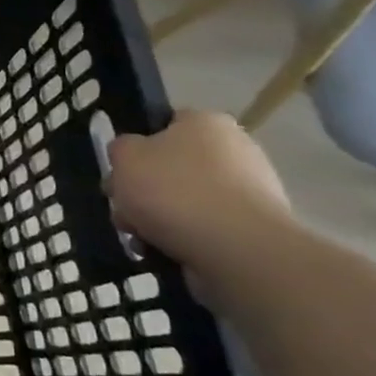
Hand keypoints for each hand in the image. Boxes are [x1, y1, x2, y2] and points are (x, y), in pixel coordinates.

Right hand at [106, 110, 296, 301]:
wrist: (238, 250)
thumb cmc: (175, 191)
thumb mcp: (125, 157)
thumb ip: (120, 149)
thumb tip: (131, 155)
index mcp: (206, 122)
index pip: (165, 124)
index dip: (137, 147)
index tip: (121, 171)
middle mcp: (235, 150)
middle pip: (173, 167)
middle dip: (145, 190)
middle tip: (124, 210)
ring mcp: (251, 191)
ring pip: (186, 201)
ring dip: (159, 219)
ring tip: (141, 239)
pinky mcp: (255, 229)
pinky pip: (207, 229)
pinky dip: (185, 239)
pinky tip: (166, 252)